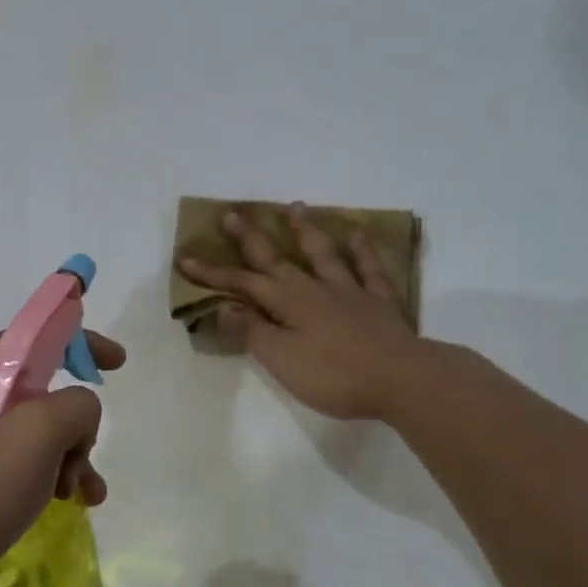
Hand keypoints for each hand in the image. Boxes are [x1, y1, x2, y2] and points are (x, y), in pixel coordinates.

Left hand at [0, 331, 126, 586]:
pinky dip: (43, 479)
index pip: (35, 337)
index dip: (80, 343)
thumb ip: (75, 407)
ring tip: (81, 495)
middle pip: (38, 392)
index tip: (117, 364)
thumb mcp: (34, 435)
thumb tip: (79, 414)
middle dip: (74, 424)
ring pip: (30, 434)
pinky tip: (63, 506)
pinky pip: (12, 466)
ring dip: (66, 458)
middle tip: (83, 457)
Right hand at [179, 204, 421, 421]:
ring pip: (323, 253)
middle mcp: (315, 288)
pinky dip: (362, 249)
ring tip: (293, 207)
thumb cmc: (335, 375)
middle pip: (276, 258)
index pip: (241, 284)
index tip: (185, 259)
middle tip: (232, 213)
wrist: (402, 379)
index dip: (212, 274)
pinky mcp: (380, 302)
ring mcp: (350, 291)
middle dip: (250, 237)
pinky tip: (357, 233)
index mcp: (288, 302)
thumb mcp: (281, 359)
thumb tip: (223, 308)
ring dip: (305, 230)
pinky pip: (369, 268)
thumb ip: (252, 332)